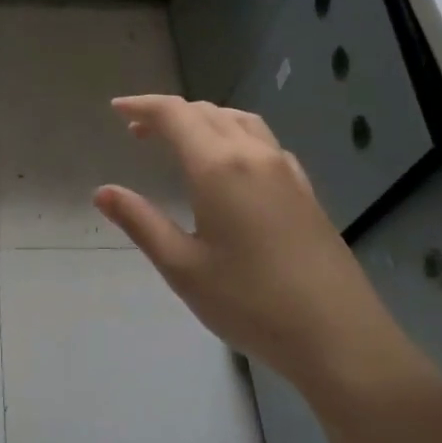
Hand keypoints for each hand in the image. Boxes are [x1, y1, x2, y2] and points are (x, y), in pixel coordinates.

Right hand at [91, 94, 391, 402]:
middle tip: (137, 130)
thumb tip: (103, 192)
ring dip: (204, 119)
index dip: (142, 106)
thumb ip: (141, 222)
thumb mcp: (182, 267)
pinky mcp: (305, 189)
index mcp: (218, 167)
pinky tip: (230, 165)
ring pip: (239, 121)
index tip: (116, 108)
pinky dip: (233, 135)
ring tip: (180, 140)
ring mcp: (286, 170)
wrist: (338, 335)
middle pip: (206, 112)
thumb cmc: (249, 302)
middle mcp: (253, 155)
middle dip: (168, 113)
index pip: (175, 115)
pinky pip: (263, 142)